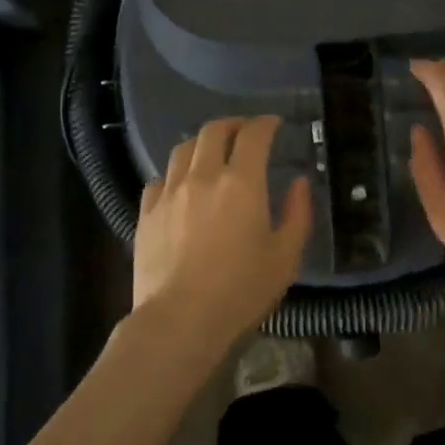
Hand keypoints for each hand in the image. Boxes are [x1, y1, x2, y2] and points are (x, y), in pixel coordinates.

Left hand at [133, 115, 312, 351]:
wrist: (180, 321)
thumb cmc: (241, 291)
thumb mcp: (285, 257)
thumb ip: (297, 214)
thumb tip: (299, 183)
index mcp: (241, 182)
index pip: (253, 135)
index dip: (265, 123)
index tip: (274, 124)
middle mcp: (202, 176)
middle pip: (213, 131)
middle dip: (232, 125)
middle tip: (244, 133)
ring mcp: (169, 193)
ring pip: (182, 149)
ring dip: (201, 144)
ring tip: (211, 154)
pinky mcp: (146, 213)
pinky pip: (159, 179)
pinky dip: (175, 174)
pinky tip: (180, 188)